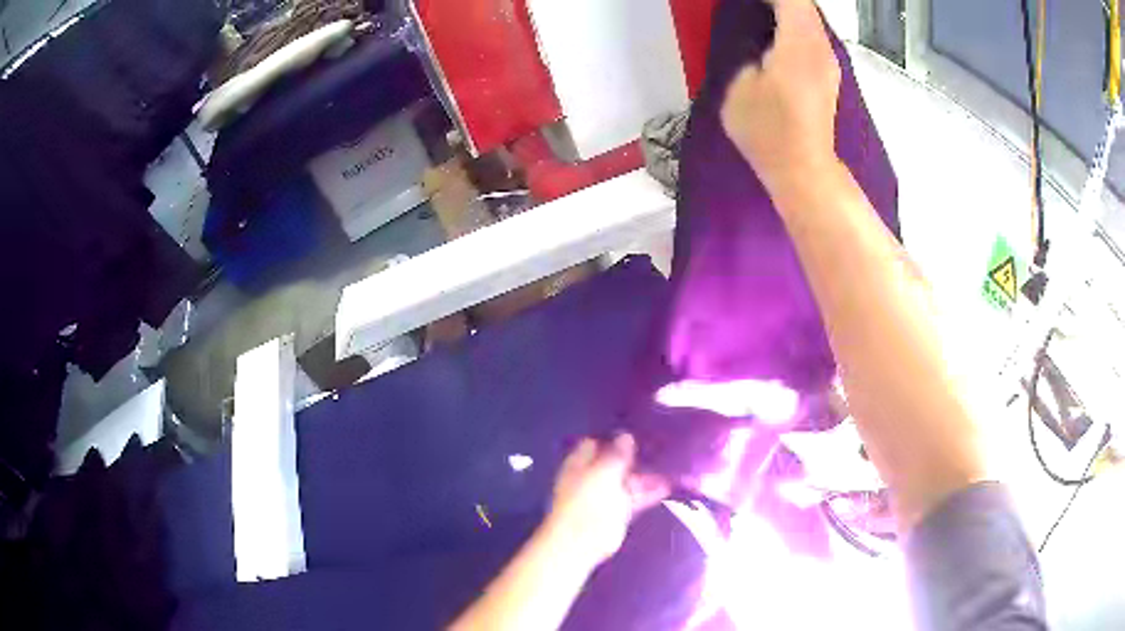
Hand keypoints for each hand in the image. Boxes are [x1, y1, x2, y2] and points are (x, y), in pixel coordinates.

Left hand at [545, 434, 669, 566]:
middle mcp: (595, 475)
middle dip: (638, 453)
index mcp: (582, 462)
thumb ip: (617, 454)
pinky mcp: (620, 510)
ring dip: (649, 473)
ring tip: (673, 462)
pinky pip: (638, 496)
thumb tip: (626, 436)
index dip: (616, 435)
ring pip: (630, 479)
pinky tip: (671, 484)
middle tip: (664, 441)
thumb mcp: (604, 471)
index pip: (598, 442)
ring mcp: (608, 493)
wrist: (583, 540)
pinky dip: (652, 491)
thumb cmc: (588, 500)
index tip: (639, 426)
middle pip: (617, 461)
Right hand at [720, 0, 840, 196]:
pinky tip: (776, 33)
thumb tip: (760, 49)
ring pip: (811, 20)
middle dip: (778, 1)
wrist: (804, 171)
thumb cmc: (769, 131)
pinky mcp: (828, 76)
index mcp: (799, 43)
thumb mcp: (739, 87)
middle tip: (753, 6)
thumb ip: (746, 56)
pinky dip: (794, 26)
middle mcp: (820, 47)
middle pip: (804, 6)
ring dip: (787, 11)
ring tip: (761, 13)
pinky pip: (812, 35)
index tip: (744, 2)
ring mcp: (828, 63)